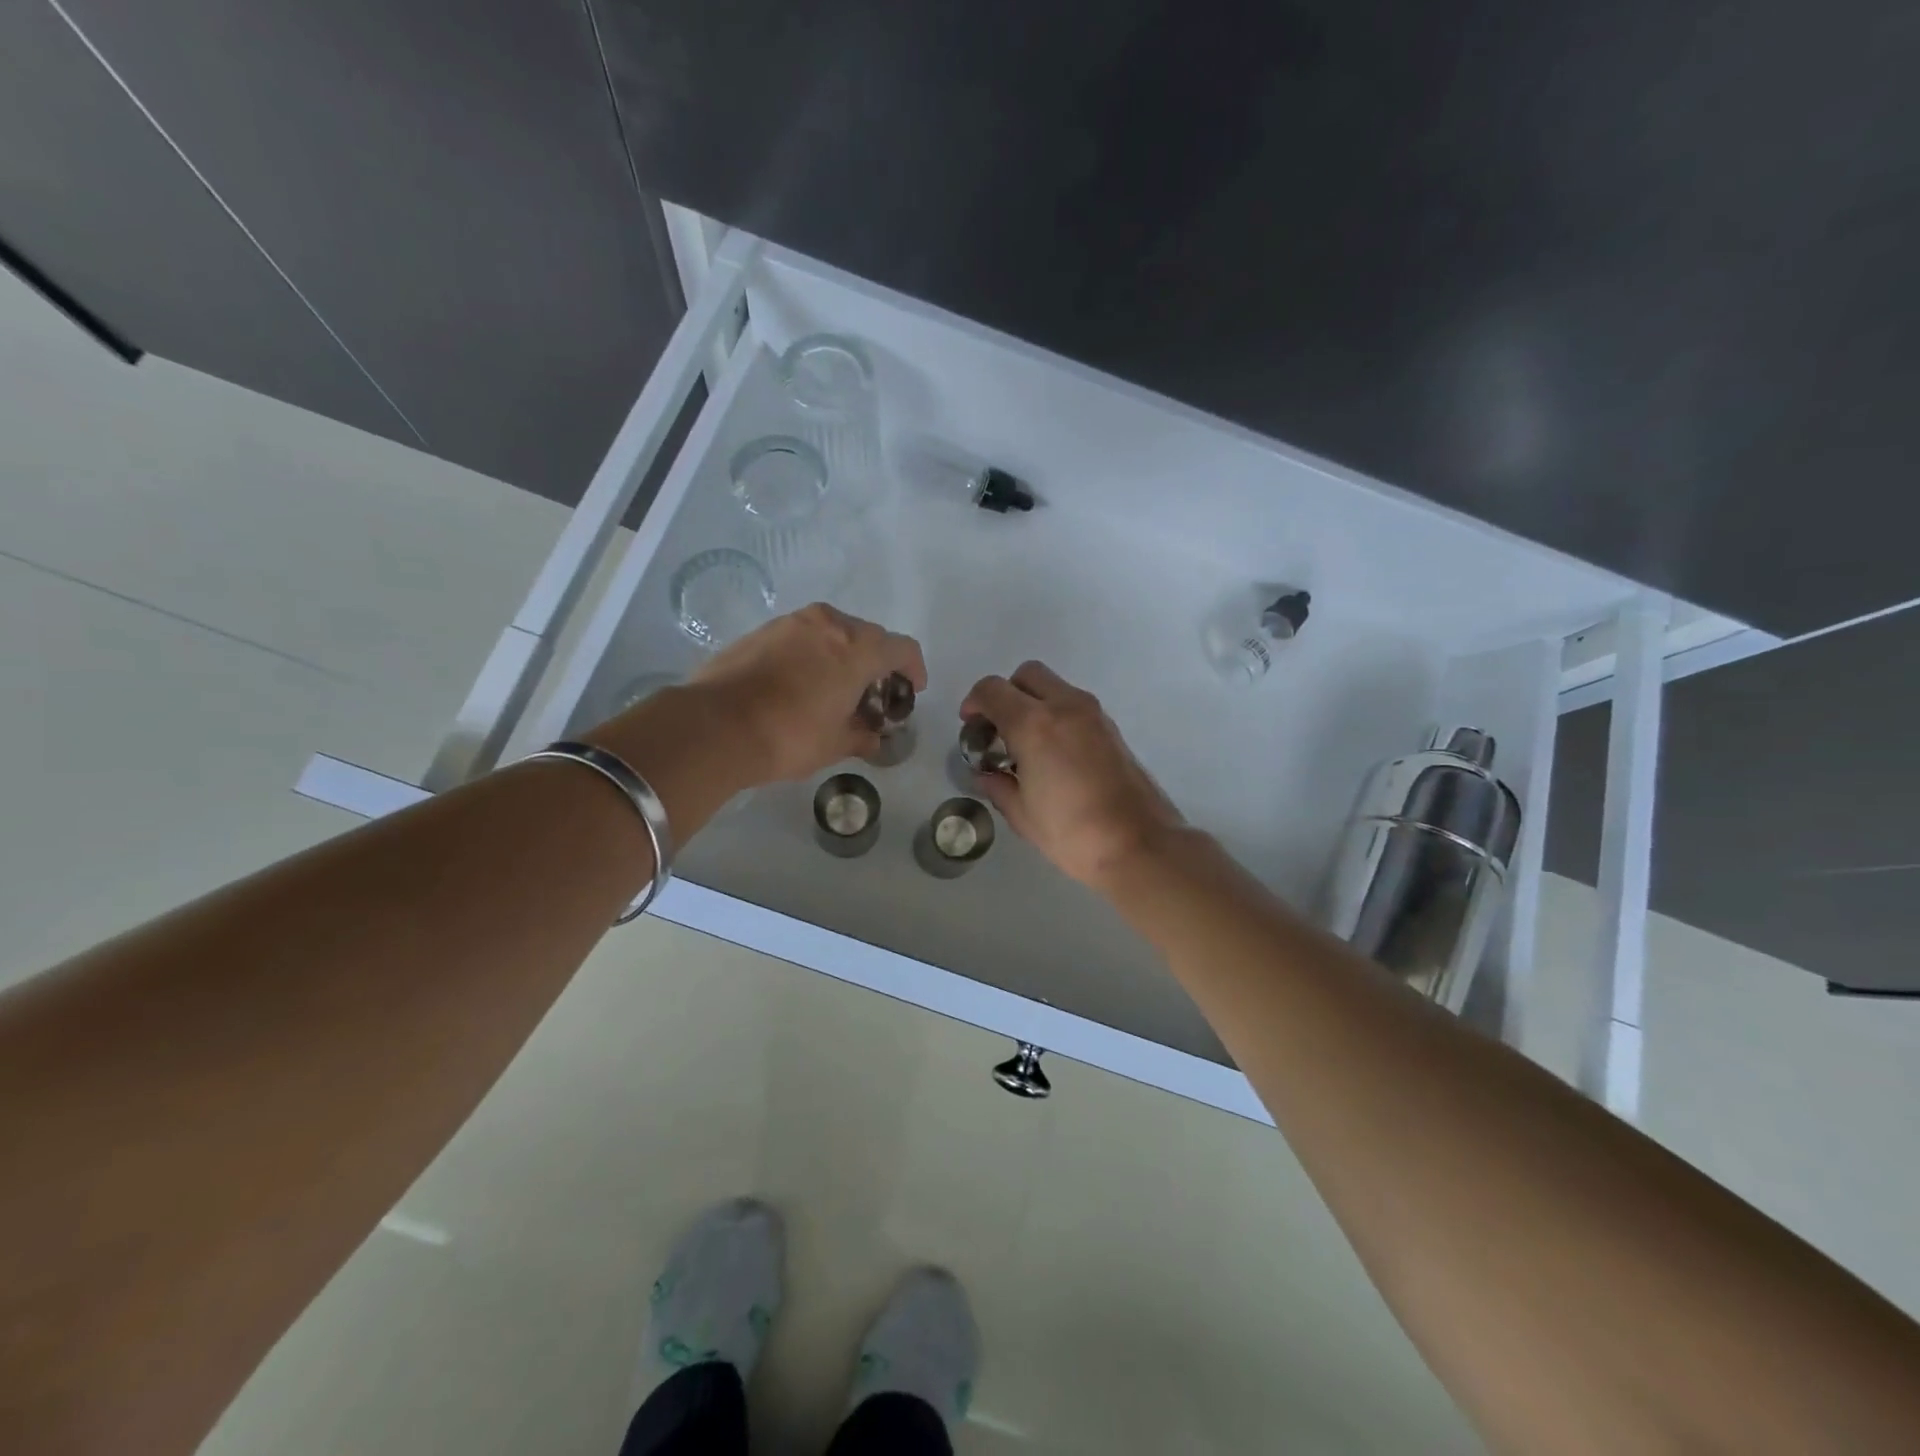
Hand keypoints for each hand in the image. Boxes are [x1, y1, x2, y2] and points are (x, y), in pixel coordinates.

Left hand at [686, 604, 927, 783]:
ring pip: (832, 633)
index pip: (902, 649)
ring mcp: (791, 623)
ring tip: (836, 689)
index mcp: (857, 648)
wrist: (715, 726)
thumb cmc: (790, 736)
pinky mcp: (761, 631)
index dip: (914, 669)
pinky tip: (801, 684)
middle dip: (878, 664)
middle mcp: (828, 624)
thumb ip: (862, 735)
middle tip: (874, 696)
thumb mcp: (835, 744)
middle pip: (868, 637)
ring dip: (843, 656)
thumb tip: (873, 737)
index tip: (912, 690)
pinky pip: (802, 637)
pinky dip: (813, 655)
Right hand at [960, 661, 1184, 890]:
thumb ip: (998, 786)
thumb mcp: (1022, 814)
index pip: (992, 690)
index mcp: (1034, 724)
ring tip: (1026, 744)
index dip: (974, 703)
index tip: (971, 726)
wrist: (1139, 845)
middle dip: (1007, 694)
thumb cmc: (1072, 833)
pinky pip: (1074, 705)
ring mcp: (1093, 714)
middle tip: (999, 728)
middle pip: (1027, 675)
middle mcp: (1065, 706)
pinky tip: (1053, 754)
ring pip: (1054, 687)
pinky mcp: (1112, 728)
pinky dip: (1056, 715)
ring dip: (1034, 703)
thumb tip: (987, 774)